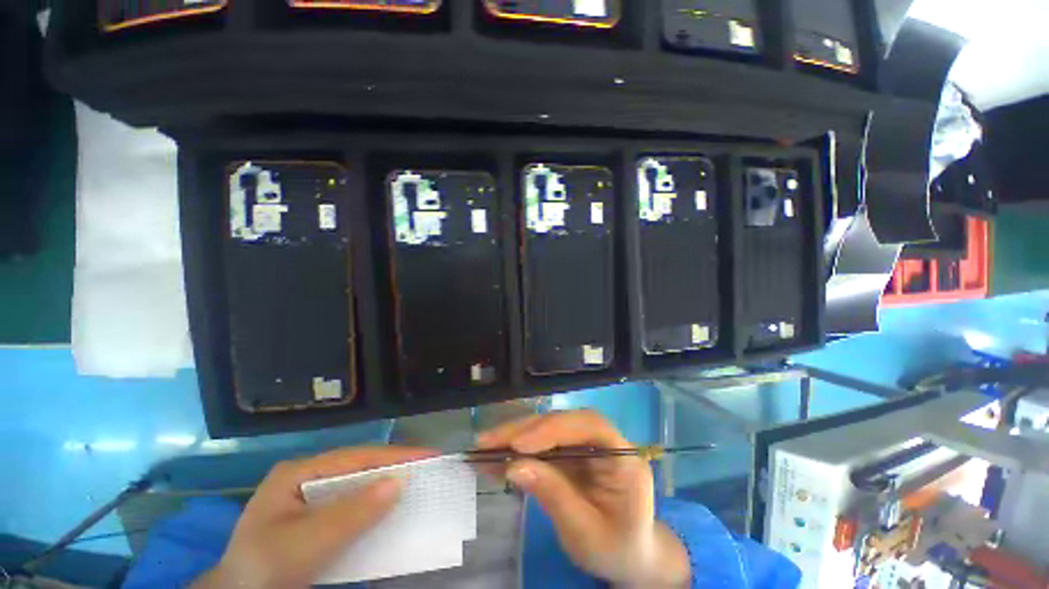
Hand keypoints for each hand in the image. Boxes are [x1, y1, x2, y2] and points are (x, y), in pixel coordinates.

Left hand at [193, 446, 435, 588]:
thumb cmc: (265, 570)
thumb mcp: (305, 544)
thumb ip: (351, 514)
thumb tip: (399, 482)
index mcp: (299, 472)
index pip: (357, 456)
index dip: (395, 455)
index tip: (430, 455)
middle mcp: (306, 477)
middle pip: (359, 467)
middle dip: (393, 467)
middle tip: (428, 468)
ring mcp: (310, 497)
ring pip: (357, 485)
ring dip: (385, 486)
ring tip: (417, 484)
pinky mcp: (315, 518)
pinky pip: (351, 505)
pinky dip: (373, 507)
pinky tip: (388, 510)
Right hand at [477, 410, 690, 588]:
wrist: (629, 556)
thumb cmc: (616, 548)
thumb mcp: (586, 532)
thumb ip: (554, 496)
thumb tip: (514, 466)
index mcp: (622, 456)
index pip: (589, 425)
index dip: (554, 428)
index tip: (519, 445)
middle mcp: (603, 440)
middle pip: (563, 421)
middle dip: (524, 430)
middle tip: (487, 442)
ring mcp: (585, 443)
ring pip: (547, 428)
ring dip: (515, 435)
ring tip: (484, 446)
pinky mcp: (570, 451)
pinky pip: (542, 443)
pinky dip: (517, 449)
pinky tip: (495, 455)